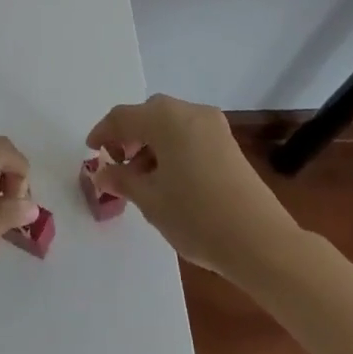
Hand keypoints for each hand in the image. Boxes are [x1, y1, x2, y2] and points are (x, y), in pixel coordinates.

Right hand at [88, 95, 303, 276]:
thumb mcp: (150, 200)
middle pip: (148, 115)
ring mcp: (213, 125)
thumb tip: (102, 173)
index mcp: (165, 118)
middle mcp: (189, 111)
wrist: (262, 242)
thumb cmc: (196, 216)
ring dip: (151, 143)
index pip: (122, 116)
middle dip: (129, 136)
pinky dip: (172, 148)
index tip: (91, 152)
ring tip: (144, 178)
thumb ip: (121, 180)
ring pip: (170, 124)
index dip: (103, 133)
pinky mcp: (228, 143)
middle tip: (118, 164)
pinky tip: (170, 179)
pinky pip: (189, 134)